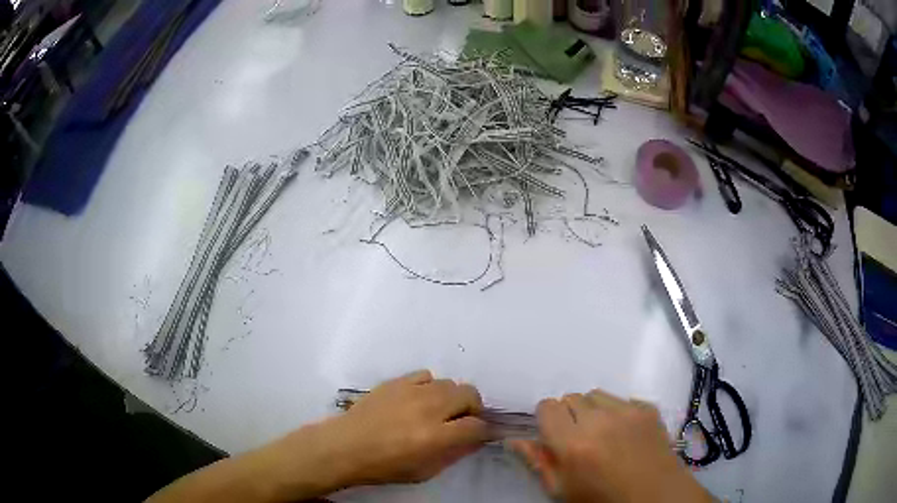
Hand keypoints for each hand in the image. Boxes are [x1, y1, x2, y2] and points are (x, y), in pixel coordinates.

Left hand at [327, 369, 491, 484]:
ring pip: (448, 383)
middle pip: (469, 394)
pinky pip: (425, 376)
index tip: (482, 434)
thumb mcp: (424, 471)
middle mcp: (428, 409)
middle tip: (461, 421)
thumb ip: (455, 453)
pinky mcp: (396, 381)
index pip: (476, 426)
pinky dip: (429, 387)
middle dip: (472, 408)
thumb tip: (476, 438)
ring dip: (451, 398)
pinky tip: (418, 400)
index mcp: (436, 437)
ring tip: (438, 411)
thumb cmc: (384, 466)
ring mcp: (411, 391)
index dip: (484, 430)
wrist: (345, 447)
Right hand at [511, 389, 712, 502]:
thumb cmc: (602, 499)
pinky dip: (617, 412)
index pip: (547, 406)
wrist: (654, 496)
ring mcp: (628, 411)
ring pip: (597, 394)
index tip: (553, 436)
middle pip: (572, 397)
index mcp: (573, 443)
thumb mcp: (562, 490)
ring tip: (602, 434)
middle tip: (578, 439)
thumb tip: (515, 440)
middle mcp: (600, 419)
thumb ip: (538, 462)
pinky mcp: (648, 408)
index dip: (547, 420)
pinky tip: (625, 434)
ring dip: (593, 410)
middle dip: (569, 415)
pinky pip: (623, 399)